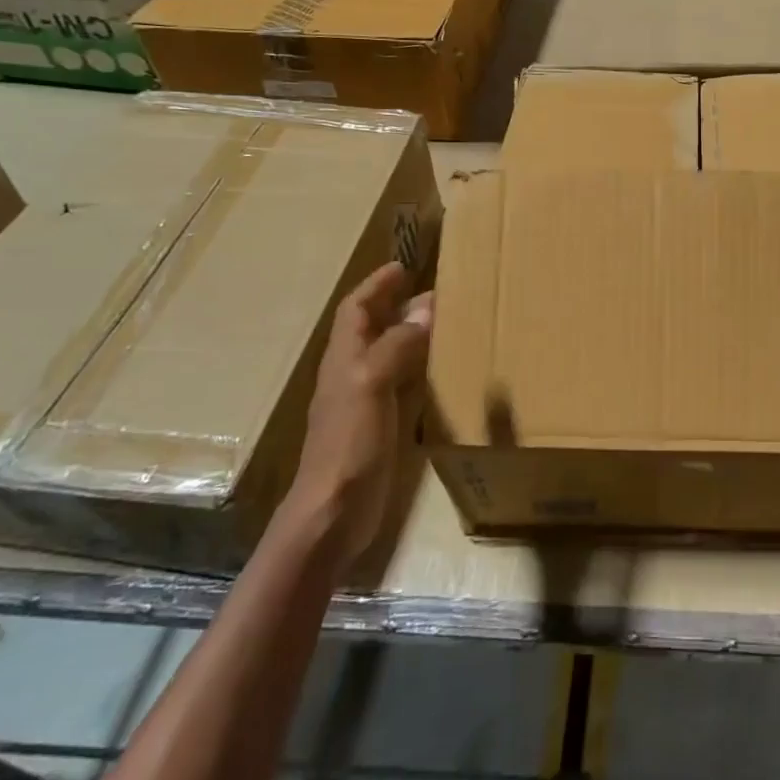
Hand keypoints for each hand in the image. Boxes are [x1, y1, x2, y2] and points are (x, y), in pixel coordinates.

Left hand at [284, 262, 432, 562]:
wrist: (333, 513)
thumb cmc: (349, 444)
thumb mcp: (371, 385)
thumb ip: (397, 346)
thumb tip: (427, 308)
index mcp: (345, 359)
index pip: (357, 309)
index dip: (377, 286)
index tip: (404, 266)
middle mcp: (353, 374)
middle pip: (374, 328)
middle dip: (399, 305)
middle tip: (438, 291)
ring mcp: (365, 402)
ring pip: (389, 354)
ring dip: (412, 334)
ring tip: (446, 322)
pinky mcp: (380, 426)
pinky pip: (402, 383)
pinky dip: (420, 368)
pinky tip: (442, 371)